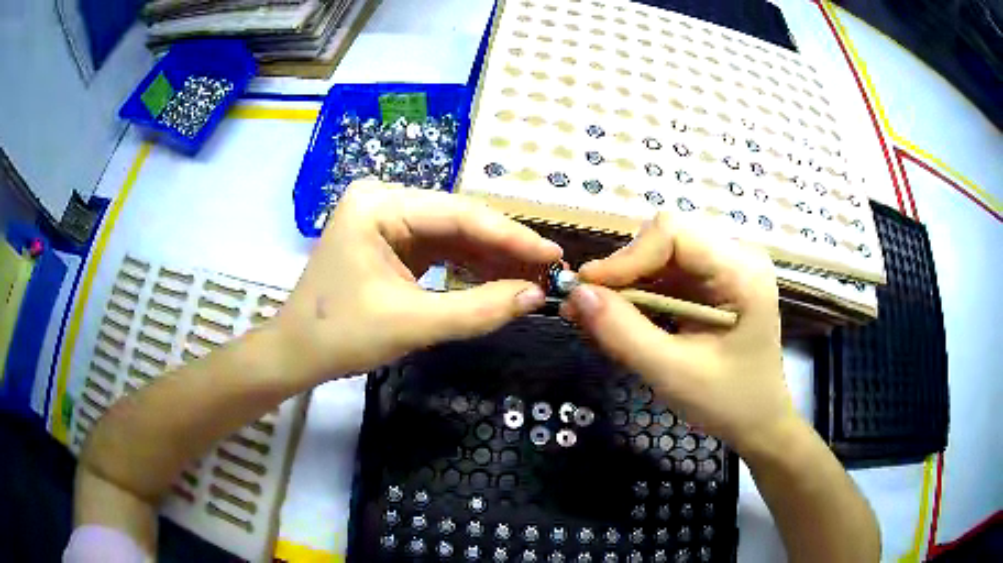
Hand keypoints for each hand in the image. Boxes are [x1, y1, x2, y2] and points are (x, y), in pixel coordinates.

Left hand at [273, 180, 561, 383]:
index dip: (511, 236)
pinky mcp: (389, 240)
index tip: (553, 255)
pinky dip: (467, 266)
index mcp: (379, 205)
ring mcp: (385, 218)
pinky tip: (497, 278)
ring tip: (530, 277)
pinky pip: (437, 248)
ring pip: (451, 234)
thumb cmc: (342, 336)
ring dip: (489, 258)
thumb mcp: (413, 323)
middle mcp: (383, 199)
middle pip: (457, 220)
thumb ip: (479, 309)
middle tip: (548, 269)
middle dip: (503, 248)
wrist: (297, 353)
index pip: (459, 215)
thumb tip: (536, 295)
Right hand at [560, 212, 793, 454]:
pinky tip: (620, 318)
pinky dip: (638, 294)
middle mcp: (736, 257)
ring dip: (626, 284)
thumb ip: (623, 333)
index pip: (674, 233)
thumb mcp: (673, 373)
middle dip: (623, 271)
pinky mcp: (713, 283)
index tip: (588, 291)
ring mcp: (725, 268)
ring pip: (660, 255)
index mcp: (741, 272)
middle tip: (587, 307)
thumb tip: (576, 294)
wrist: (758, 422)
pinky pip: (666, 274)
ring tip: (595, 315)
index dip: (626, 257)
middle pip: (665, 239)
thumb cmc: (728, 402)